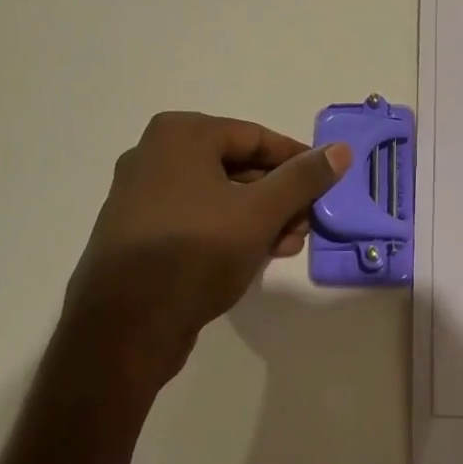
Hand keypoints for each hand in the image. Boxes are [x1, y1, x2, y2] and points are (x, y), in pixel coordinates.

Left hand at [59, 112, 350, 394]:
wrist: (122, 328)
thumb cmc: (195, 253)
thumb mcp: (260, 213)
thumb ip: (303, 179)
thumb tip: (340, 150)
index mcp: (180, 135)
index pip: (255, 137)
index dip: (297, 161)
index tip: (326, 184)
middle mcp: (155, 154)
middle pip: (237, 166)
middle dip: (279, 195)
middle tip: (309, 222)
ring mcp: (142, 195)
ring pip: (219, 196)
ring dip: (260, 217)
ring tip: (290, 245)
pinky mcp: (139, 232)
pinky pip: (196, 219)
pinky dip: (229, 231)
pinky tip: (258, 256)